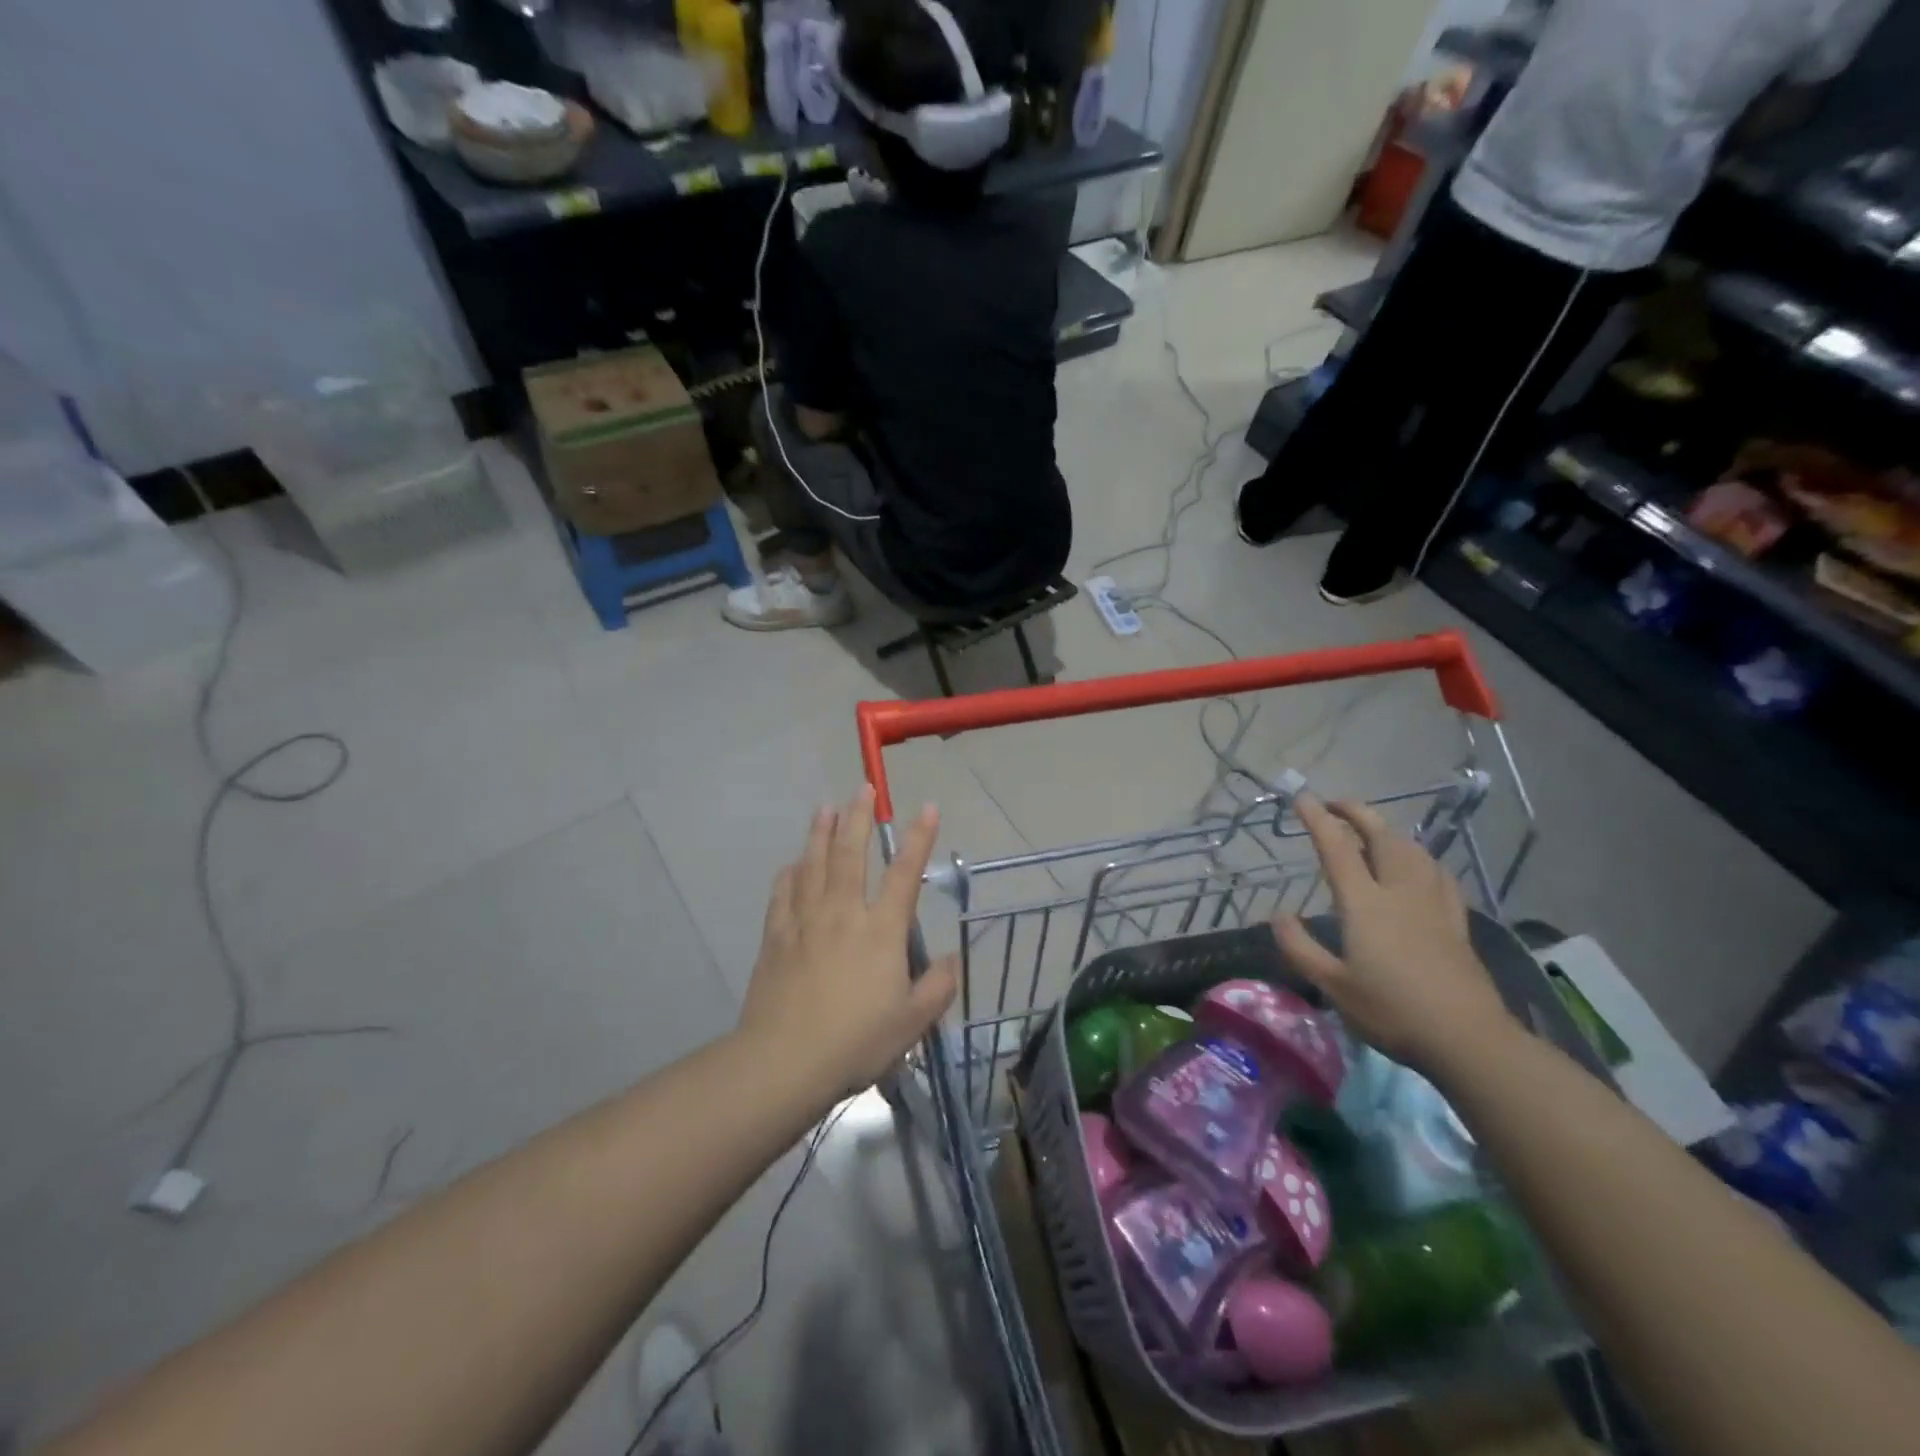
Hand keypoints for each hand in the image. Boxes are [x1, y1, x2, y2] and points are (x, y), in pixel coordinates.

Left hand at [739, 787, 957, 1094]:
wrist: (784, 1061)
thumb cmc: (855, 1041)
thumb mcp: (912, 1023)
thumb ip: (937, 988)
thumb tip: (951, 960)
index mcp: (881, 931)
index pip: (905, 874)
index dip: (919, 838)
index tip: (927, 807)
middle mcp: (843, 914)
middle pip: (851, 855)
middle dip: (858, 818)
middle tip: (862, 788)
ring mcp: (805, 922)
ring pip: (813, 865)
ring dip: (820, 833)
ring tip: (824, 808)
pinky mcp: (776, 938)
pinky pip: (782, 895)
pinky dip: (789, 874)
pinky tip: (791, 864)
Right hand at [1272, 795, 1512, 1072]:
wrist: (1468, 1039)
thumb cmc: (1392, 1011)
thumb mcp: (1332, 985)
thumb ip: (1300, 948)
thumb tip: (1278, 916)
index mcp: (1365, 903)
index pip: (1337, 848)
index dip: (1318, 820)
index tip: (1302, 798)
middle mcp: (1399, 891)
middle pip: (1381, 836)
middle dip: (1357, 813)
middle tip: (1336, 804)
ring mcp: (1432, 904)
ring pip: (1412, 850)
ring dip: (1388, 830)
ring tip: (1372, 829)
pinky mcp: (1456, 921)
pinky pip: (1437, 873)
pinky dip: (1421, 857)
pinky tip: (1420, 864)